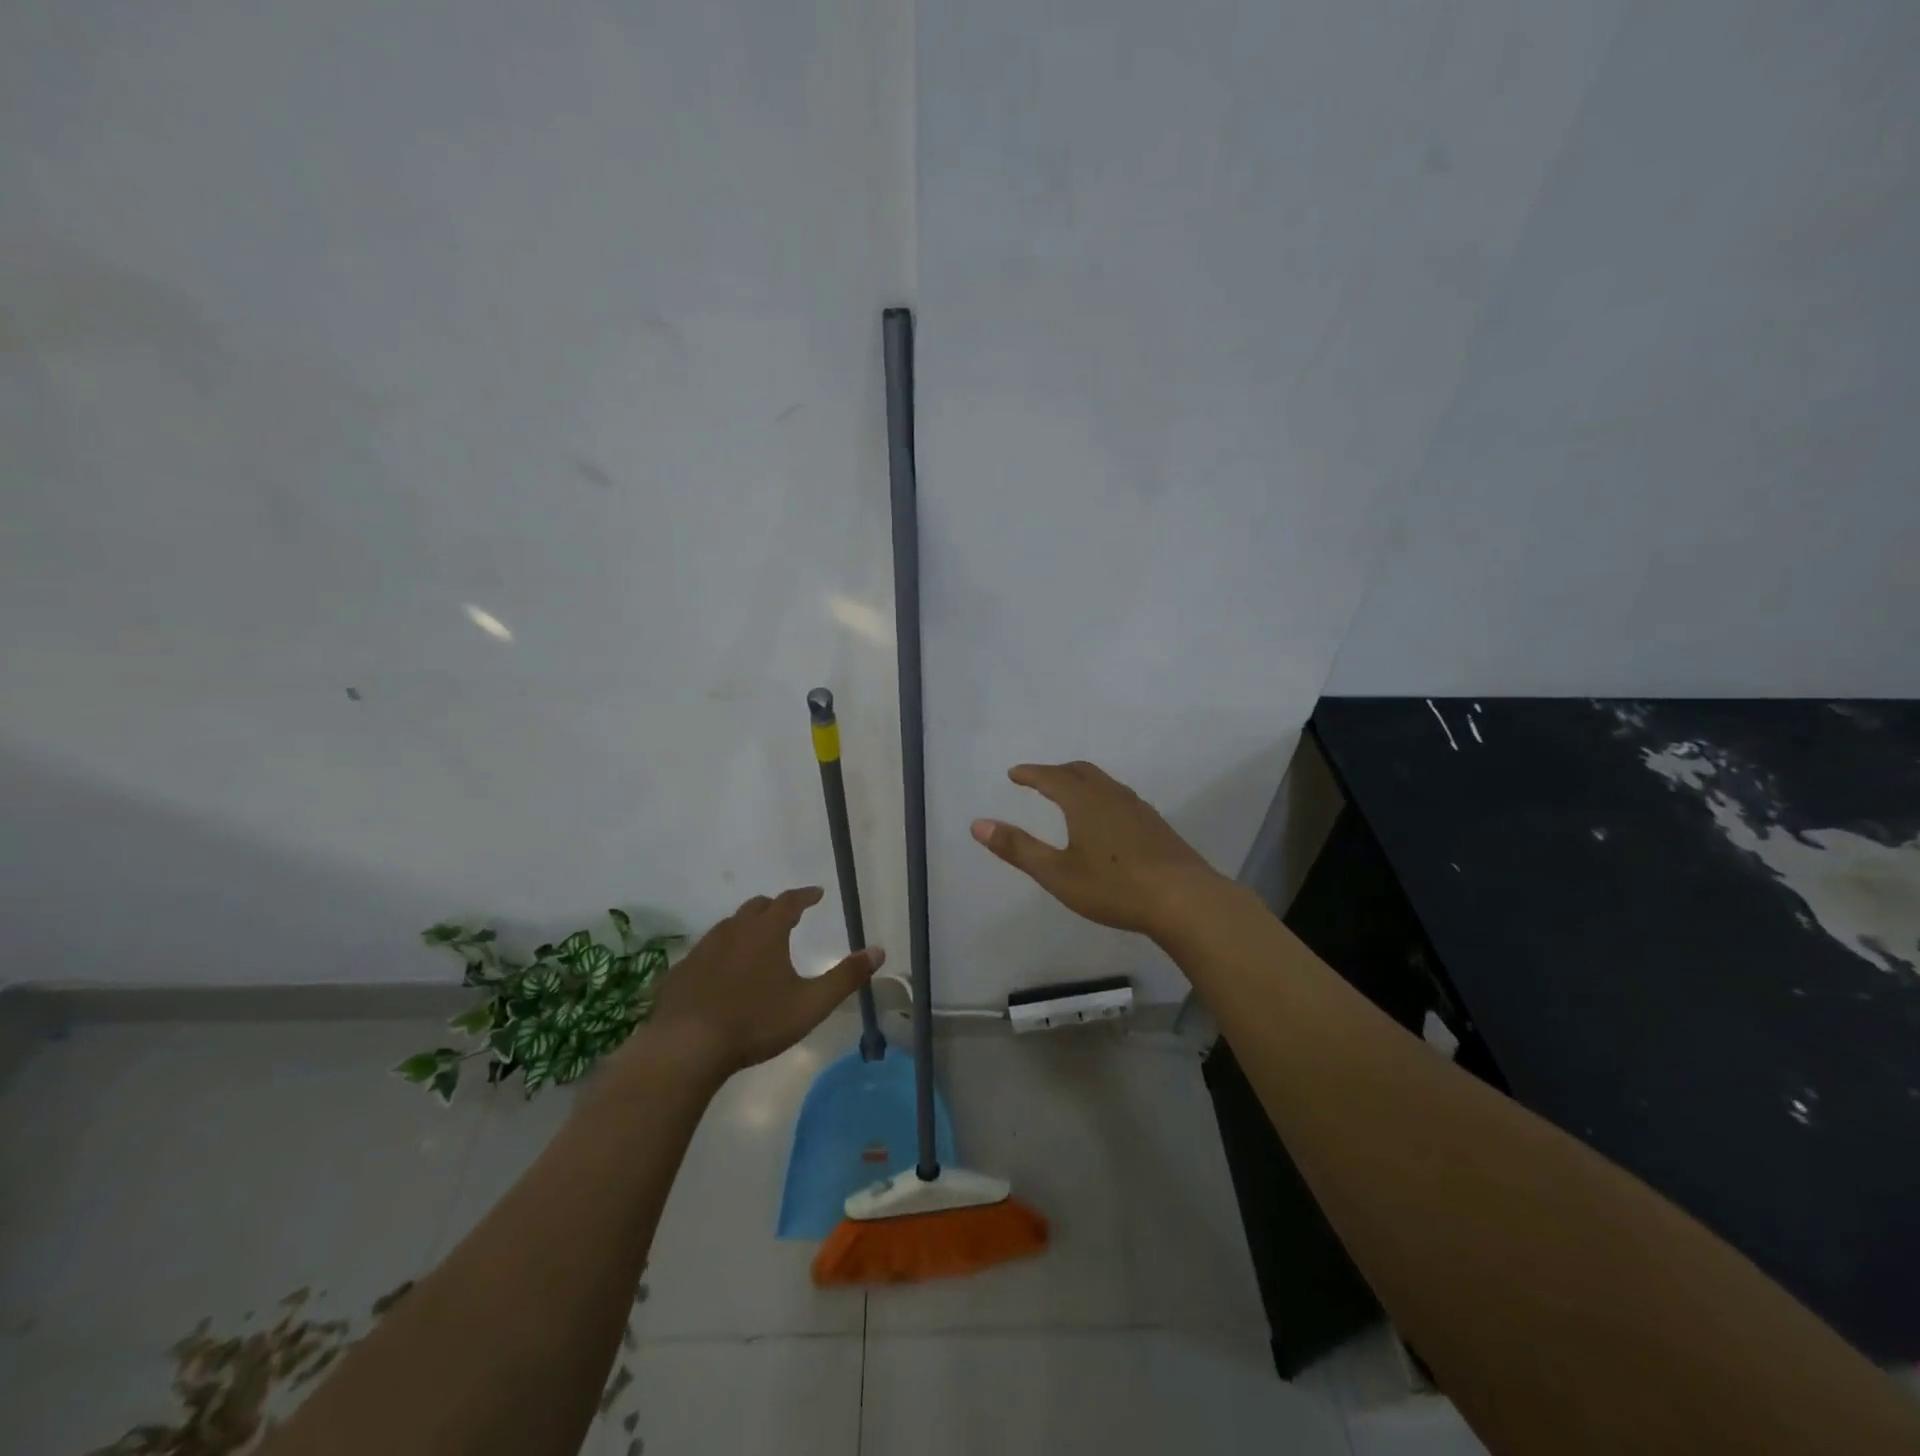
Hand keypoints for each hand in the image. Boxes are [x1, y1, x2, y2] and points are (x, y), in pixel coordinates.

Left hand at [642, 888, 882, 1078]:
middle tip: (787, 915)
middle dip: (773, 908)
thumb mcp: (810, 1004)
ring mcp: (702, 950)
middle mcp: (733, 931)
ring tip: (755, 942)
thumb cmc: (756, 1022)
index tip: (817, 893)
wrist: (687, 1047)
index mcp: (766, 932)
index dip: (805, 896)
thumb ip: (846, 977)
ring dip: (745, 928)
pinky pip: (705, 952)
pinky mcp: (680, 972)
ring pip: (727, 927)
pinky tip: (721, 973)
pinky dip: (720, 953)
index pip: (789, 901)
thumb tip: (878, 951)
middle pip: (755, 908)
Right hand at [971, 761, 1225, 938]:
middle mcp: (1111, 795)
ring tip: (1069, 795)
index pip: (1051, 777)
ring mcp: (1138, 808)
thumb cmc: (1114, 887)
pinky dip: (1101, 796)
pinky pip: (1120, 797)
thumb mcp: (1057, 873)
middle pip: (1080, 772)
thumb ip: (1018, 848)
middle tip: (1038, 779)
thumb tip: (978, 824)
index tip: (1014, 773)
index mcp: (1084, 801)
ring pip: (1103, 783)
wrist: (1184, 899)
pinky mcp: (1156, 824)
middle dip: (1055, 772)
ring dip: (1080, 782)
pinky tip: (1105, 819)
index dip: (1030, 773)